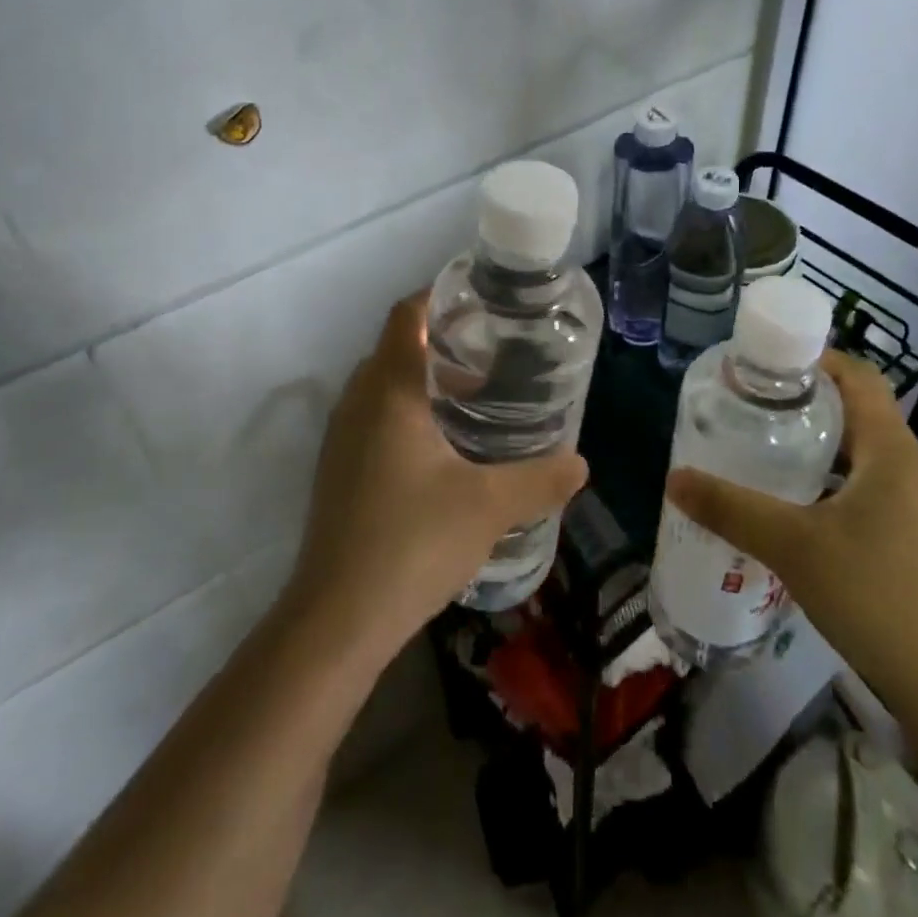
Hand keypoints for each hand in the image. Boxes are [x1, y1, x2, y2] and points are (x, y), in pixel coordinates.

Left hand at [287, 291, 587, 665]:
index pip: (407, 315)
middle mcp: (358, 401)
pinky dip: (410, 413)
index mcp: (389, 390)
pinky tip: (446, 449)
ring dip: (427, 381)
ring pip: (385, 385)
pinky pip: (376, 418)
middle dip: (443, 342)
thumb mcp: (489, 506)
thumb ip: (539, 478)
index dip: (440, 296)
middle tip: (495, 353)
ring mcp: (342, 437)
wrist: (336, 620)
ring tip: (479, 398)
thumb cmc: (411, 543)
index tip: (482, 303)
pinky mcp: (339, 469)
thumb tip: (581, 464)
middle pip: (397, 346)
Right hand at [665, 351, 917, 719]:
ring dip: (823, 449)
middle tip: (756, 409)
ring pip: (868, 458)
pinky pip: (876, 492)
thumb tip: (675, 479)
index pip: (860, 378)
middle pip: (862, 416)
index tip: (769, 364)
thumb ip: (730, 508)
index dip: (818, 360)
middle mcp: (917, 470)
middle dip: (810, 406)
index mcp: (894, 453)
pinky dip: (838, 486)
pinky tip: (803, 514)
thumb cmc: (874, 595)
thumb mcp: (791, 545)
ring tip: (770, 455)